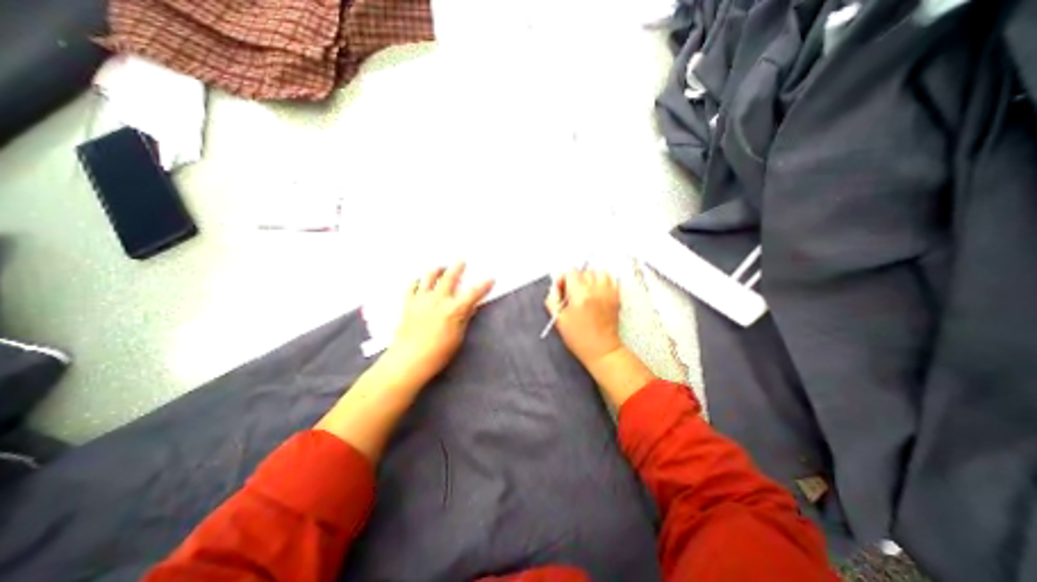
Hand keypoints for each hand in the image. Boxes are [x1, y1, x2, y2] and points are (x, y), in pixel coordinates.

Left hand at [380, 264, 492, 385]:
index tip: (490, 278)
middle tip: (461, 261)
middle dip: (457, 267)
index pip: (473, 293)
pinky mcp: (408, 303)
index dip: (483, 285)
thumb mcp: (458, 337)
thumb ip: (464, 319)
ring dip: (436, 270)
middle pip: (449, 278)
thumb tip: (469, 308)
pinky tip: (419, 280)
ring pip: (429, 277)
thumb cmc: (438, 353)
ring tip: (440, 266)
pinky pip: (411, 287)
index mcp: (454, 309)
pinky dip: (416, 281)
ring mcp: (422, 300)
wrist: (409, 359)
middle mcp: (438, 300)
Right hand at [546, 269, 618, 367]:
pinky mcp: (616, 296)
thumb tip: (554, 286)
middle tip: (573, 292)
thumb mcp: (559, 320)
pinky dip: (603, 281)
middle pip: (584, 271)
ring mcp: (608, 292)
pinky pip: (611, 279)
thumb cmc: (579, 338)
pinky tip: (597, 291)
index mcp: (580, 295)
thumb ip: (552, 299)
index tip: (563, 288)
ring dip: (591, 277)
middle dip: (577, 278)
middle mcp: (596, 290)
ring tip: (587, 289)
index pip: (571, 272)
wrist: (602, 350)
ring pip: (599, 271)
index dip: (564, 279)